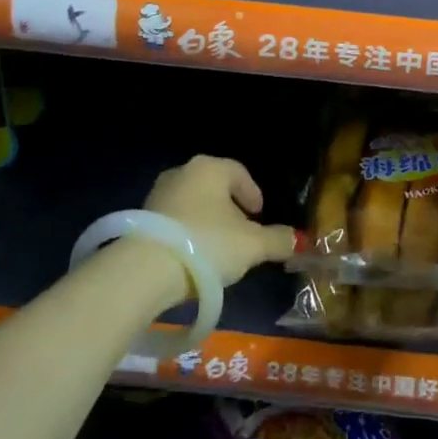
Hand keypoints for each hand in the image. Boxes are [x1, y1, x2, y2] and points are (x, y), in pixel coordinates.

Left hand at [144, 155, 298, 287]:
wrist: (146, 270)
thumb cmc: (208, 244)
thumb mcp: (253, 245)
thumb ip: (278, 240)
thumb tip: (297, 240)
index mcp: (209, 168)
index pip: (238, 172)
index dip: (252, 193)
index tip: (259, 214)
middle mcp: (181, 173)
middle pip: (213, 186)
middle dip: (229, 207)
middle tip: (242, 230)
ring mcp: (157, 195)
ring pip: (192, 203)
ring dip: (206, 221)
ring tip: (218, 248)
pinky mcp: (140, 220)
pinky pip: (173, 221)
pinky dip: (186, 233)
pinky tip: (193, 256)